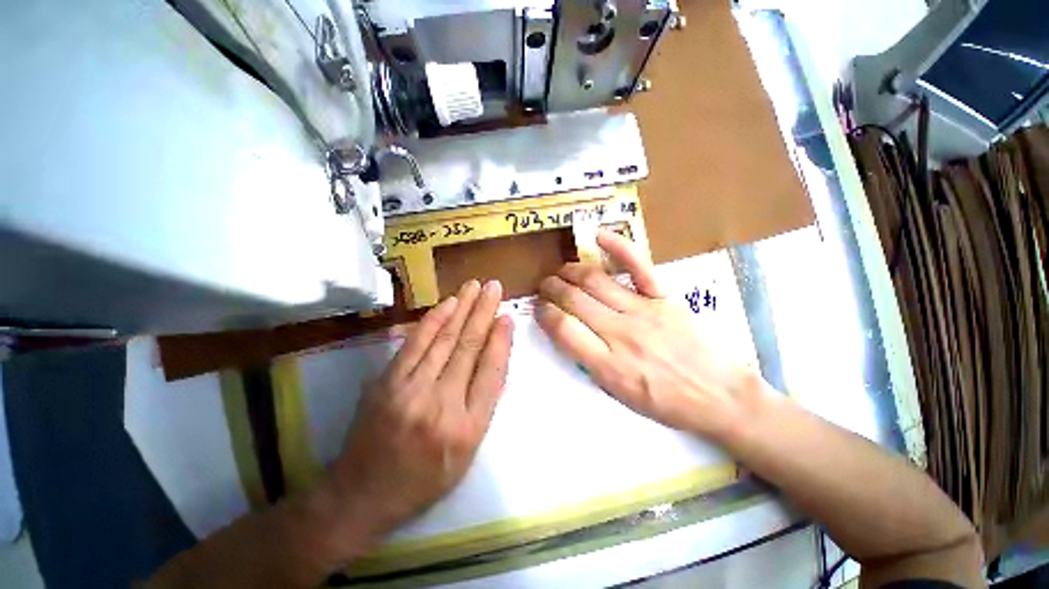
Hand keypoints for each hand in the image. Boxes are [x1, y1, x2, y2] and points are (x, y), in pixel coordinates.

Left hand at [328, 279, 513, 538]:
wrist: (362, 494)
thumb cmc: (425, 478)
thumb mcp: (467, 453)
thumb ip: (484, 405)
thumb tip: (496, 360)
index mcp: (468, 428)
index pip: (491, 372)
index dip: (501, 340)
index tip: (507, 316)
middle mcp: (442, 405)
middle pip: (469, 348)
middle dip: (484, 313)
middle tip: (495, 287)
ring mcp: (411, 390)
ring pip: (444, 339)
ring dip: (462, 308)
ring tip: (476, 286)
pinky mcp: (387, 381)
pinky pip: (416, 343)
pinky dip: (434, 319)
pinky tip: (448, 303)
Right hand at [536, 229, 754, 440]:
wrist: (720, 397)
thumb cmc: (666, 404)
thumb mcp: (619, 396)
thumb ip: (589, 363)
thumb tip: (567, 333)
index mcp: (609, 365)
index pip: (563, 329)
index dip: (544, 314)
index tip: (539, 309)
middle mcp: (622, 333)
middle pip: (575, 300)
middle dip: (552, 289)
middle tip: (544, 286)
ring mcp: (644, 310)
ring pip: (596, 281)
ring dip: (571, 272)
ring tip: (561, 272)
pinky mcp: (664, 297)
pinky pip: (637, 265)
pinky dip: (617, 247)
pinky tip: (598, 235)